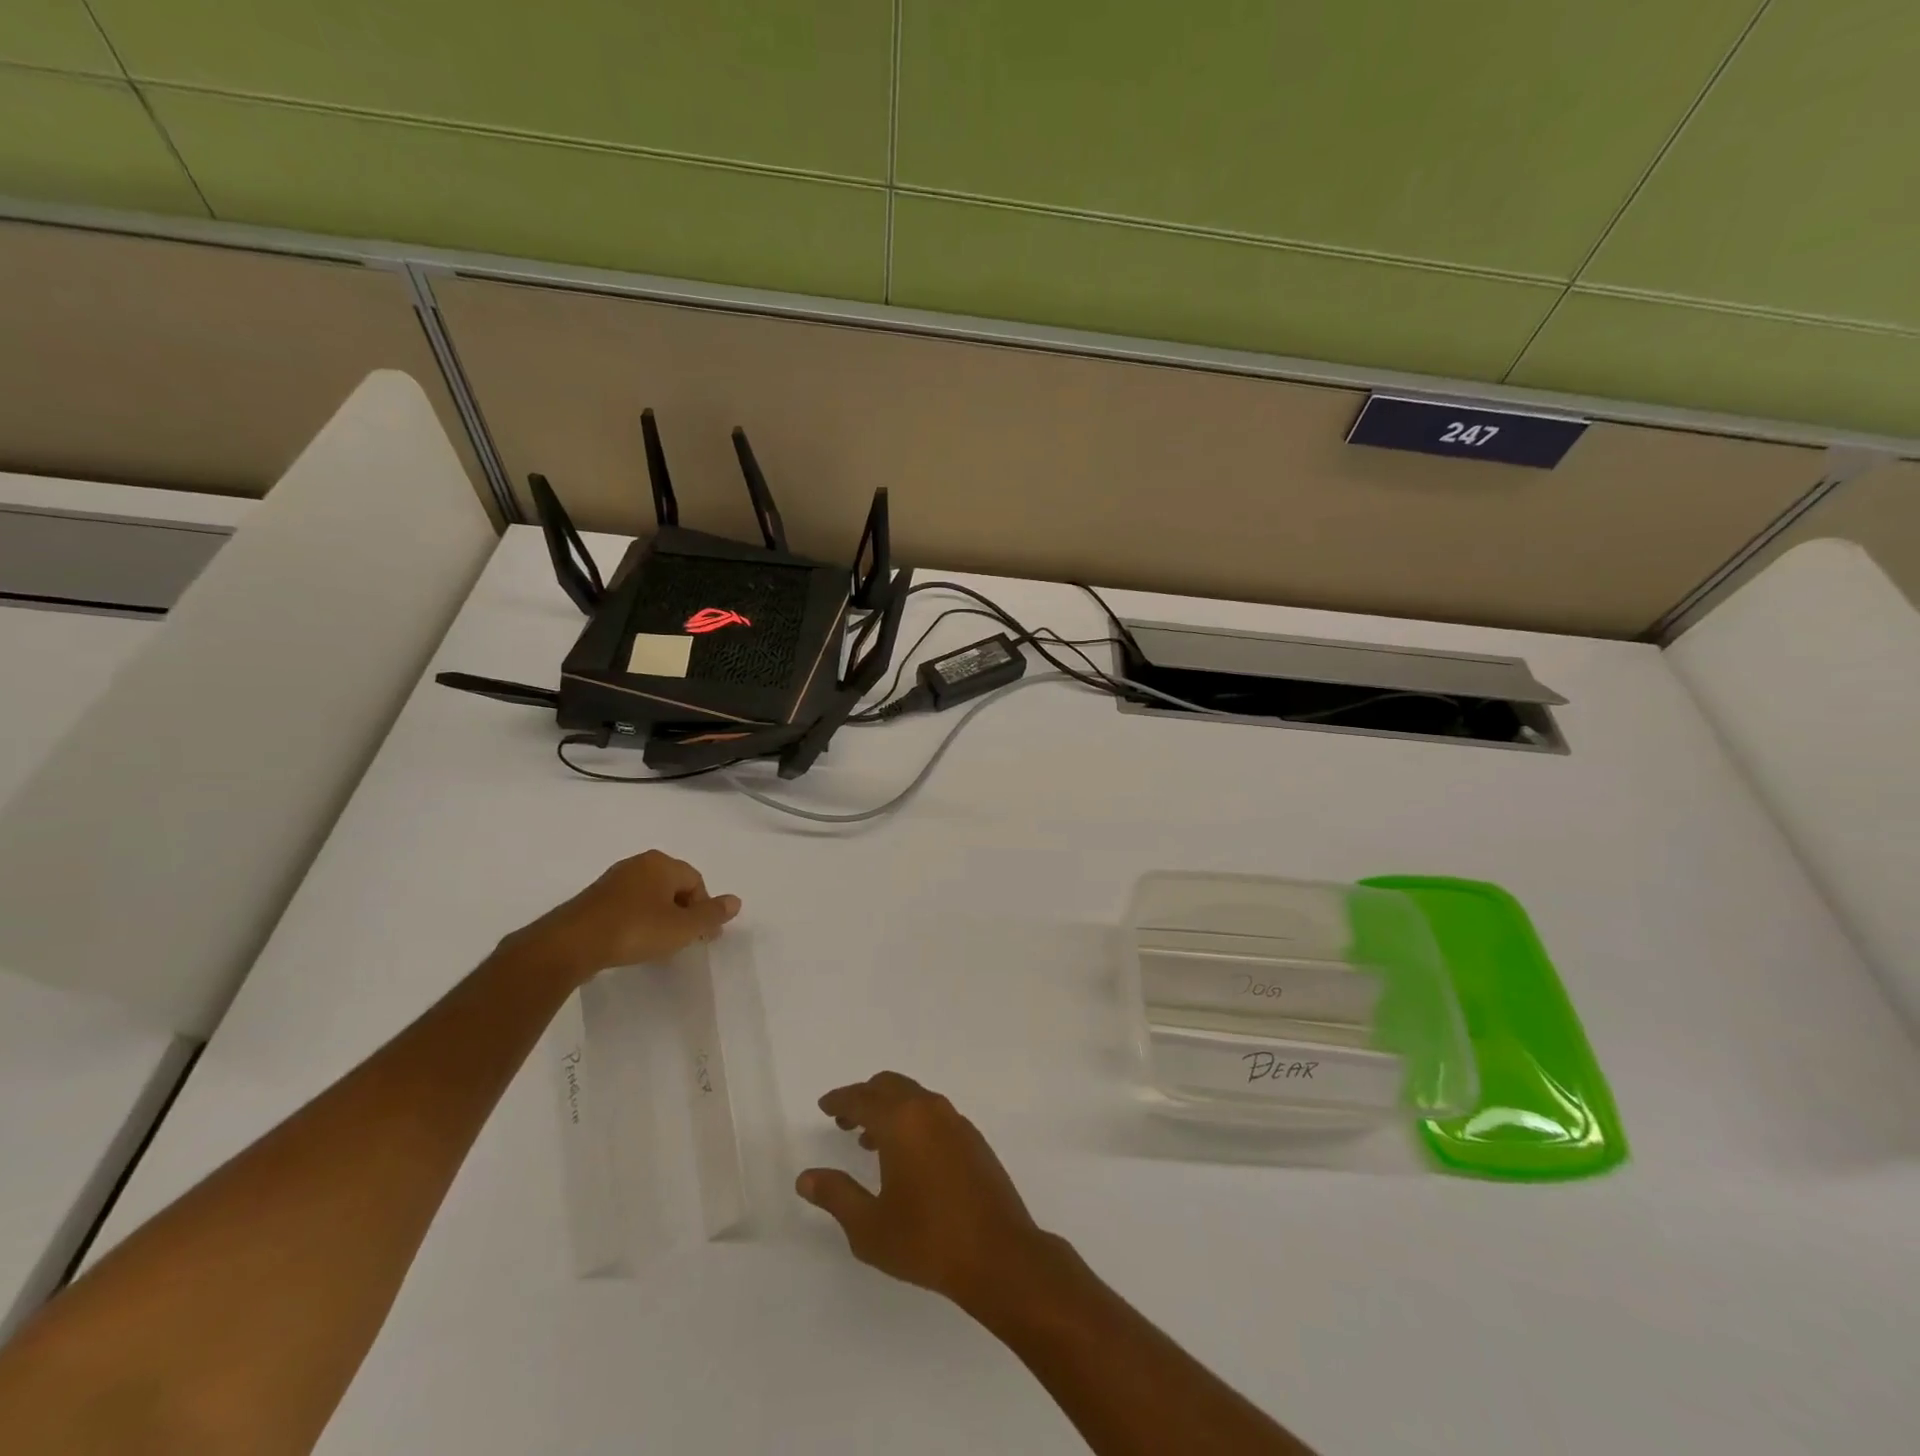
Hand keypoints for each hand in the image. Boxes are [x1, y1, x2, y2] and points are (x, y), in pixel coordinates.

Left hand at [503, 850, 739, 983]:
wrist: (571, 944)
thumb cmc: (635, 930)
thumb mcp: (682, 928)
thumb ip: (711, 915)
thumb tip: (736, 901)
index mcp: (662, 863)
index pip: (696, 881)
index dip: (704, 909)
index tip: (703, 937)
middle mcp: (638, 864)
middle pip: (673, 887)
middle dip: (683, 913)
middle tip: (684, 941)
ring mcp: (612, 880)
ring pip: (649, 897)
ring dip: (659, 918)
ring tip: (658, 945)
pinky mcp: (592, 899)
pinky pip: (626, 907)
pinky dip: (636, 922)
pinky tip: (632, 943)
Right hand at [797, 1072, 1058, 1315]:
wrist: (998, 1254)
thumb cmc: (927, 1240)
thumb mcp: (870, 1227)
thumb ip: (836, 1196)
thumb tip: (806, 1178)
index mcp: (901, 1122)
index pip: (862, 1098)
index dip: (839, 1100)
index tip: (824, 1105)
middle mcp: (928, 1109)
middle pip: (889, 1085)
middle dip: (864, 1097)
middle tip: (843, 1119)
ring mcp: (955, 1121)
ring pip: (913, 1096)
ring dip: (889, 1108)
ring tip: (869, 1141)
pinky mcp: (972, 1137)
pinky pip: (933, 1112)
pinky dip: (912, 1119)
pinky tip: (907, 1155)